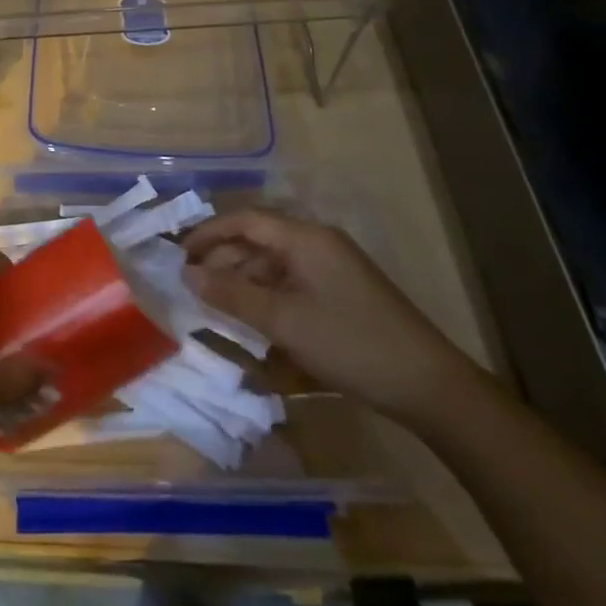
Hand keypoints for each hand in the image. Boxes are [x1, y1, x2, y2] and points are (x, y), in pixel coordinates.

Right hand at [182, 209, 479, 425]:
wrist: (428, 385)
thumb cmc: (349, 342)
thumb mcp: (283, 320)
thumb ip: (232, 295)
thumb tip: (188, 275)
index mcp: (304, 237)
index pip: (243, 220)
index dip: (207, 234)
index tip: (178, 256)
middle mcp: (316, 243)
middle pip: (257, 240)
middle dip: (222, 260)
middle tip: (192, 286)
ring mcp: (331, 268)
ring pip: (272, 263)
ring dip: (242, 281)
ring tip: (216, 307)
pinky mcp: (340, 293)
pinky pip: (290, 283)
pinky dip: (266, 297)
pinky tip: (252, 321)